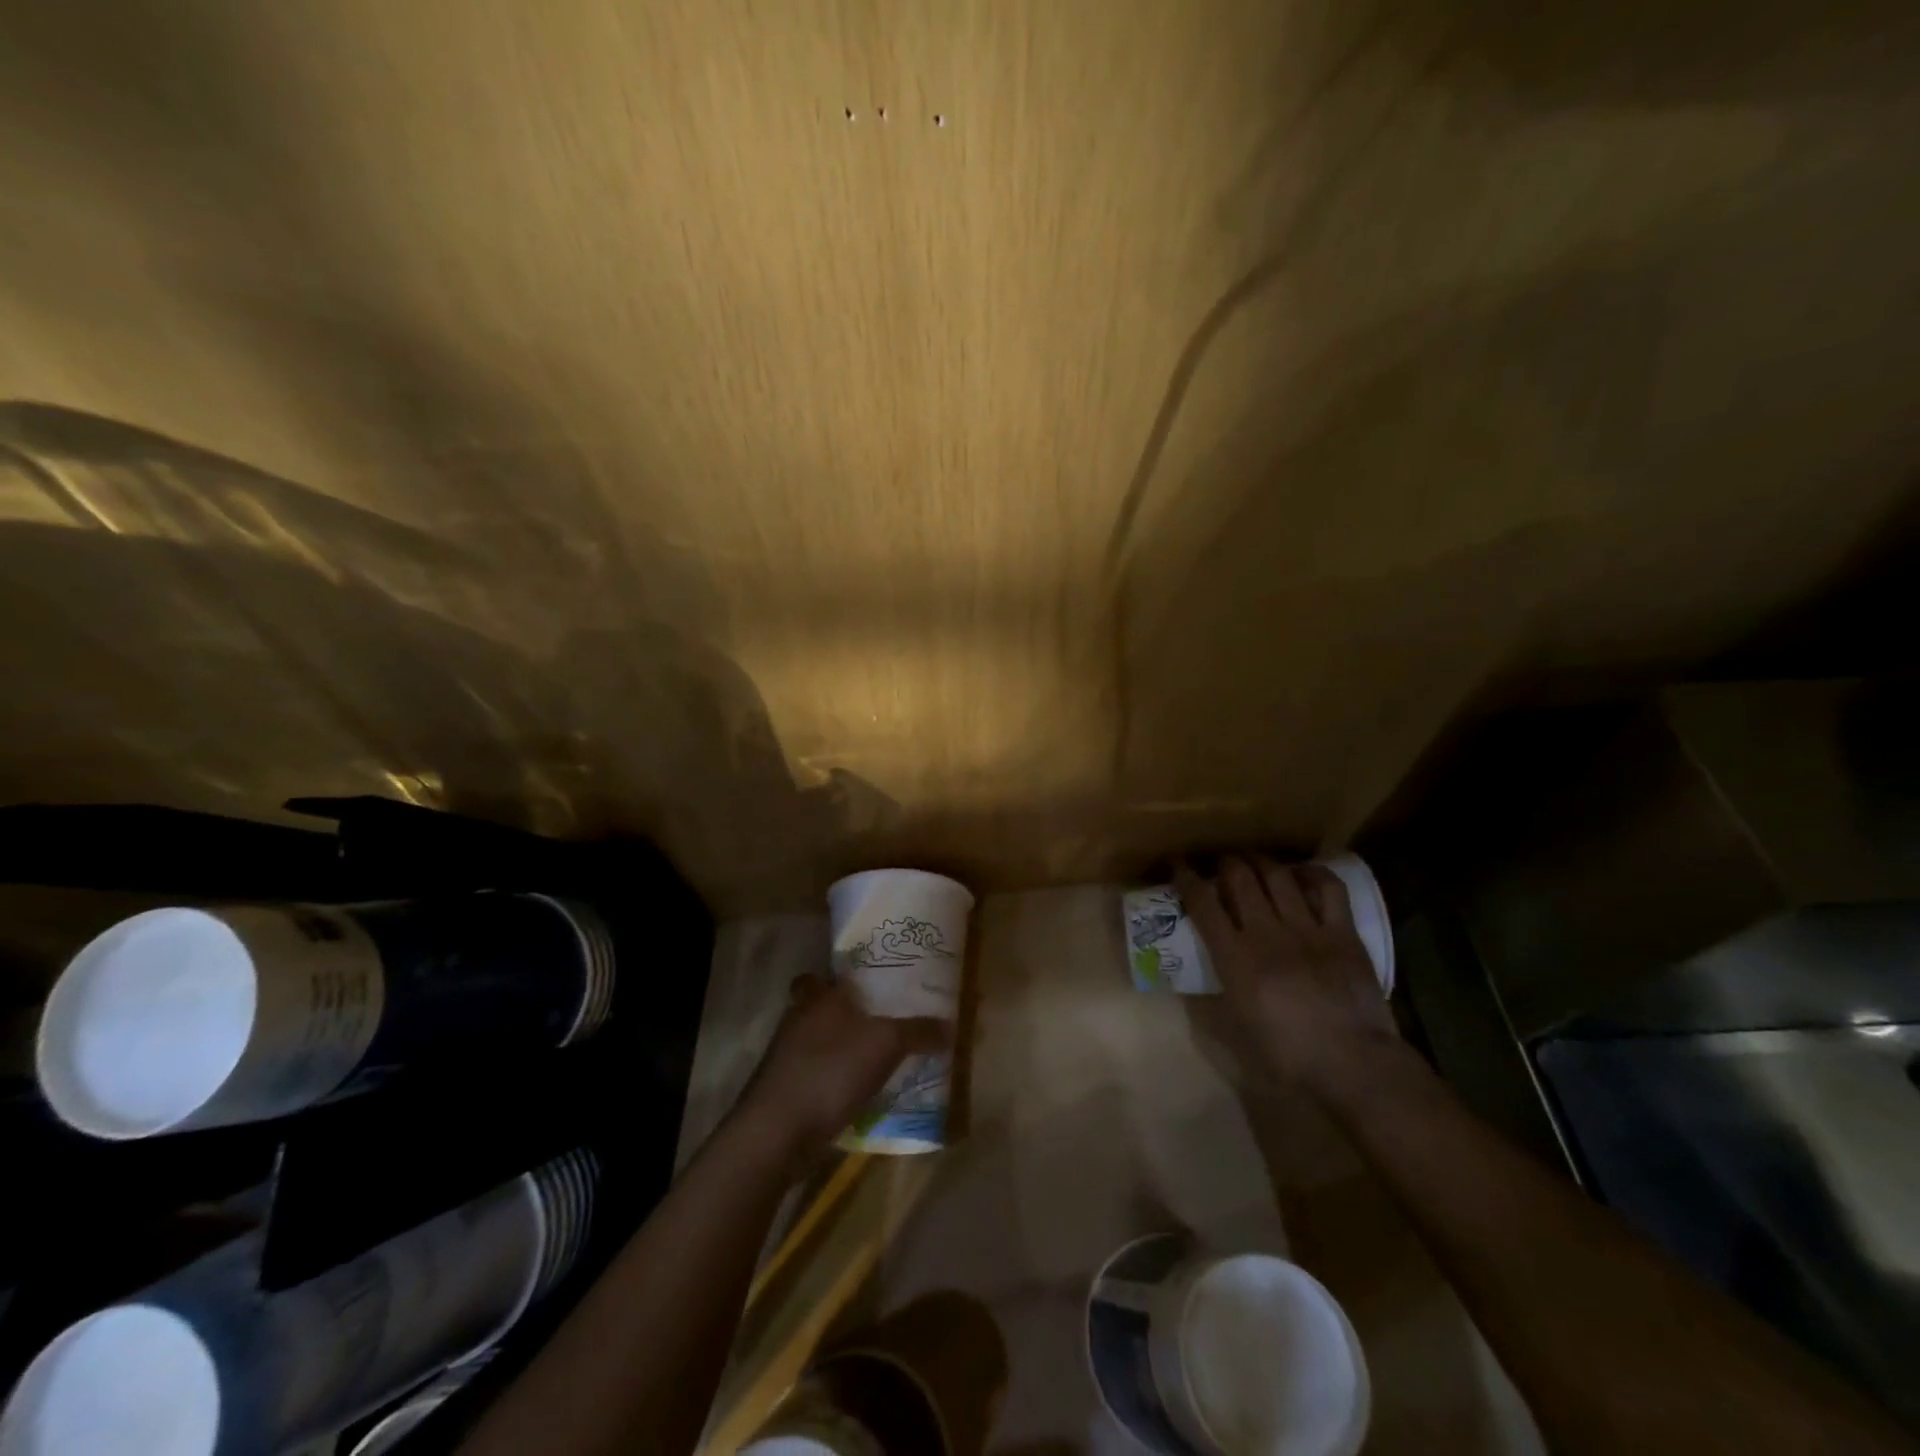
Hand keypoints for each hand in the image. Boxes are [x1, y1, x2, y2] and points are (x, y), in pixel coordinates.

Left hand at [735, 975, 945, 1158]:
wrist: (778, 1132)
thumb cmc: (831, 1070)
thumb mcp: (886, 1044)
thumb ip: (918, 1031)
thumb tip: (950, 1025)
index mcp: (818, 998)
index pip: (821, 975)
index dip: (839, 978)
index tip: (866, 983)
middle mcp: (798, 1021)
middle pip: (819, 1008)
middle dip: (845, 1015)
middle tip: (879, 1020)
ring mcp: (787, 1059)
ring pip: (817, 1043)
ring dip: (841, 1050)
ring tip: (878, 1058)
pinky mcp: (785, 1092)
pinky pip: (816, 1076)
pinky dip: (834, 1081)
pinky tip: (860, 1092)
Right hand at [1176, 856, 1396, 1099]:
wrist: (1354, 1065)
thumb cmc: (1288, 1056)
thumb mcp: (1236, 1029)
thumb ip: (1217, 996)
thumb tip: (1202, 979)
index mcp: (1235, 958)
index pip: (1202, 903)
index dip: (1185, 877)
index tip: (1178, 864)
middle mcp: (1266, 933)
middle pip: (1239, 878)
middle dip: (1225, 862)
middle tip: (1220, 863)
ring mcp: (1307, 929)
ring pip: (1278, 876)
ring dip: (1260, 861)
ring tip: (1254, 860)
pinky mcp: (1342, 933)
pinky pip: (1328, 888)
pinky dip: (1312, 873)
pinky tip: (1302, 874)